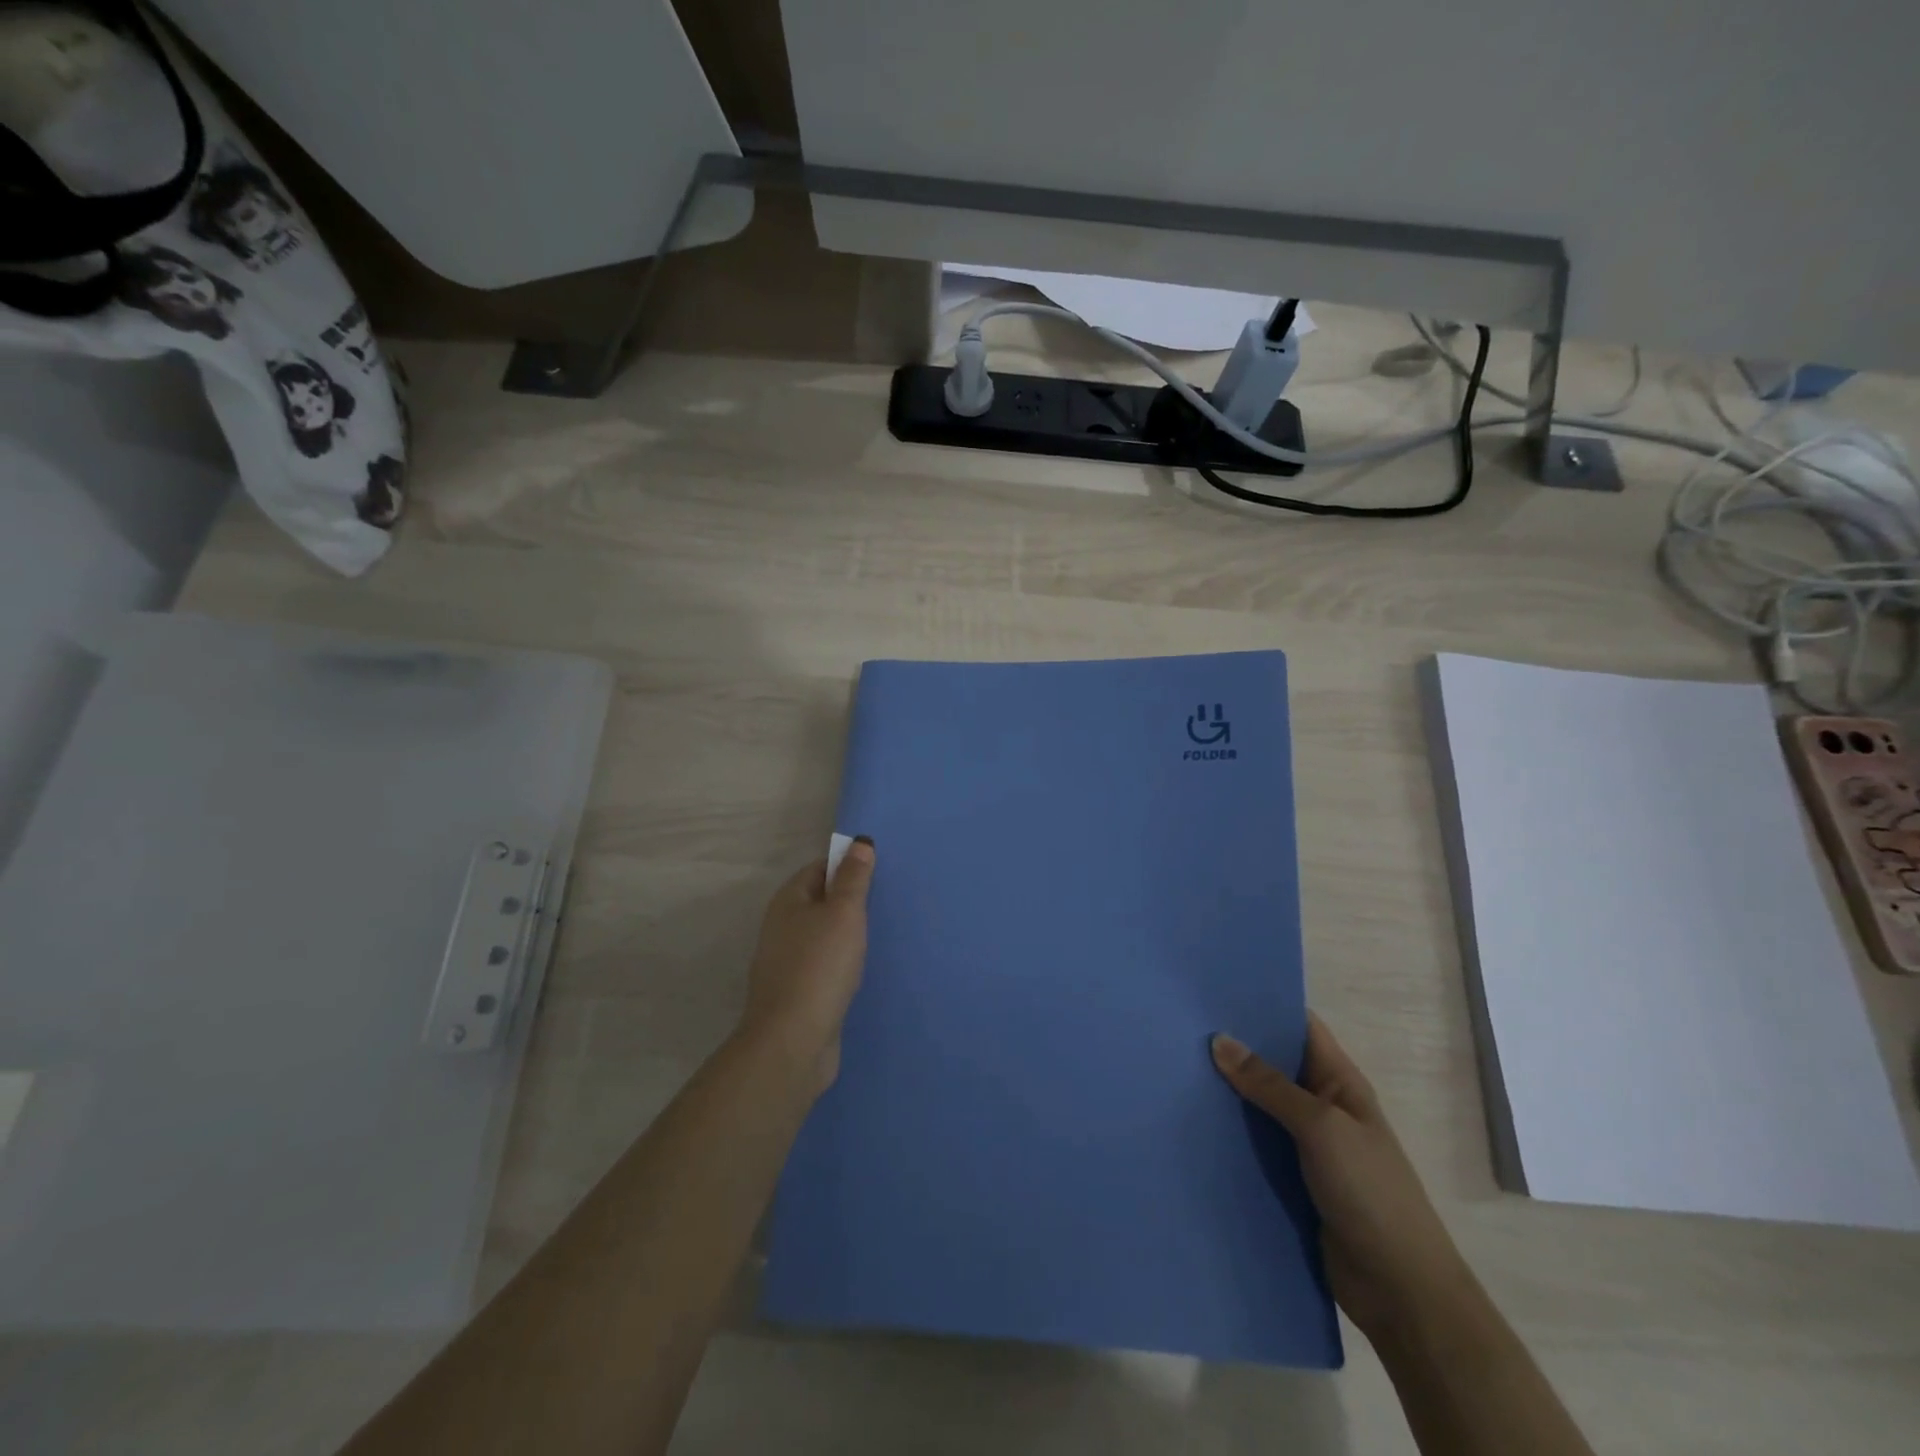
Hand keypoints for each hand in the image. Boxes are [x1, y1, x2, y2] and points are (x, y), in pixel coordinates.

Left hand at [738, 839, 875, 1095]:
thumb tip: (859, 842)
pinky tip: (863, 969)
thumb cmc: (820, 965)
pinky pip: (825, 965)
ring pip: (822, 935)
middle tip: (887, 900)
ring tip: (882, 933)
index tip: (879, 870)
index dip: (846, 865)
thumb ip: (853, 878)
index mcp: (788, 901)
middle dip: (849, 899)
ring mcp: (787, 963)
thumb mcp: (843, 912)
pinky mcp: (799, 993)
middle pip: (819, 901)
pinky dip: (843, 961)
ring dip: (847, 933)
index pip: (818, 868)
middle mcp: (782, 927)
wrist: (793, 1041)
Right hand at [1211, 1015, 1477, 1343]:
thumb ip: (1269, 1085)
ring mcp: (1305, 1144)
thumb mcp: (1321, 1127)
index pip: (1299, 1026)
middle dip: (1233, 1047)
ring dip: (1225, 1092)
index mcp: (1339, 1082)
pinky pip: (1253, 1144)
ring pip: (1257, 1105)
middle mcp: (1321, 1105)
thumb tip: (1219, 1040)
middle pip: (1272, 1064)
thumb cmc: (1370, 1192)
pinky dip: (1228, 1133)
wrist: (1401, 1291)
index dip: (1264, 1006)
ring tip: (1174, 1067)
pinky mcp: (1290, 1179)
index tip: (1214, 992)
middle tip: (1180, 1027)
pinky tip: (1189, 1121)